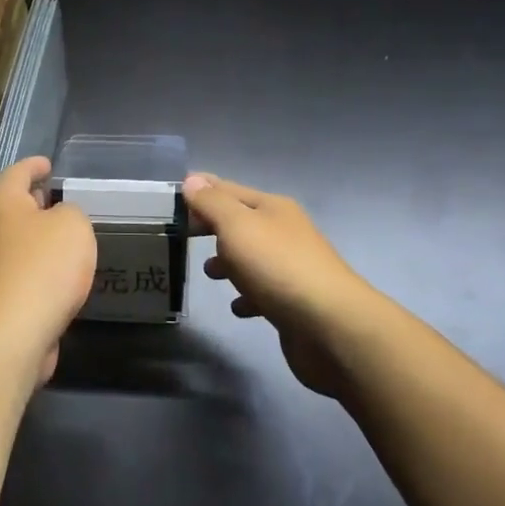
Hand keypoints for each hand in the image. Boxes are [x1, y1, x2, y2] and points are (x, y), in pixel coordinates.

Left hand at [0, 157, 96, 389]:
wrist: (12, 334)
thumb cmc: (43, 267)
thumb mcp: (73, 225)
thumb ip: (70, 212)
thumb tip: (58, 219)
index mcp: (2, 204)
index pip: (17, 173)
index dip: (34, 165)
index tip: (48, 164)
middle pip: (11, 208)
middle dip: (34, 202)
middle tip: (59, 199)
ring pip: (15, 242)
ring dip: (37, 238)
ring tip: (66, 238)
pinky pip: (20, 273)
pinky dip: (38, 268)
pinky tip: (59, 277)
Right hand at [183, 174, 374, 398]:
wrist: (330, 325)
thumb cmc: (277, 266)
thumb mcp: (238, 226)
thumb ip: (212, 203)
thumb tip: (193, 180)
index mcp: (273, 208)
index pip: (230, 190)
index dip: (204, 191)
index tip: (174, 197)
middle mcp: (284, 233)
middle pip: (241, 224)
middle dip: (213, 228)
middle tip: (183, 236)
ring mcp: (291, 268)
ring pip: (251, 258)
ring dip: (229, 263)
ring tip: (208, 274)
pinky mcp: (293, 302)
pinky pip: (263, 293)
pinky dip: (247, 297)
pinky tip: (238, 307)